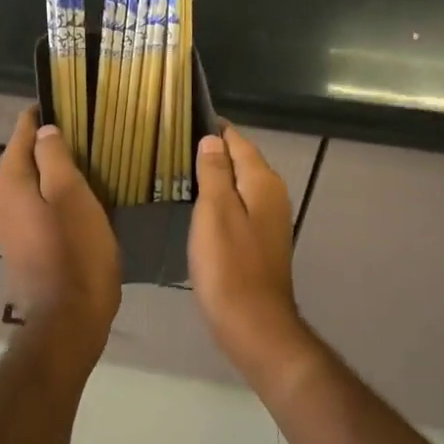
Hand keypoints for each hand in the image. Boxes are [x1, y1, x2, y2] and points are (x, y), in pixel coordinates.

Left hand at [0, 107, 120, 349]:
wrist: (67, 317)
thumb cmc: (76, 250)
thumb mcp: (72, 194)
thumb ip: (54, 155)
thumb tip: (43, 130)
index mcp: (7, 179)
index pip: (21, 130)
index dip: (44, 116)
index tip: (71, 108)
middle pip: (20, 157)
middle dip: (46, 146)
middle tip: (83, 142)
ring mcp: (1, 224)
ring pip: (23, 184)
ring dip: (45, 175)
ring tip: (79, 172)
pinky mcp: (13, 244)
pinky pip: (26, 207)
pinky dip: (42, 199)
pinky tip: (65, 205)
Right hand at [189, 127, 314, 388]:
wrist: (252, 323)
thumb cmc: (229, 264)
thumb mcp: (214, 211)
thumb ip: (215, 172)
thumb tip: (212, 139)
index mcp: (263, 182)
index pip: (237, 140)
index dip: (213, 128)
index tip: (181, 121)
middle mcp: (271, 195)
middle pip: (240, 161)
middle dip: (212, 151)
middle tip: (171, 146)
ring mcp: (268, 220)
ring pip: (239, 185)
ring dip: (214, 177)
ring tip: (177, 171)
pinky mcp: (259, 242)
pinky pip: (237, 207)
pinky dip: (218, 201)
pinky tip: (195, 207)